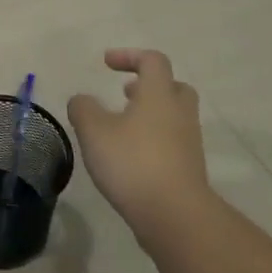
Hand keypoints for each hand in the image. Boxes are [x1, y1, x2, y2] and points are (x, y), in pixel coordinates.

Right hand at [68, 49, 211, 237]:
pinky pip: (173, 143)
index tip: (106, 63)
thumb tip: (82, 100)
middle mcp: (179, 114)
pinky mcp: (189, 170)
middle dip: (149, 85)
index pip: (153, 60)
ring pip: (174, 116)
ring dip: (150, 114)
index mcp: (159, 95)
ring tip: (122, 127)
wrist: (176, 217)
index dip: (129, 56)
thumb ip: (83, 108)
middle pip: (174, 86)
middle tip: (126, 93)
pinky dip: (154, 140)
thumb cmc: (132, 163)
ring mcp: (189, 143)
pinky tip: (130, 156)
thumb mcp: (93, 130)